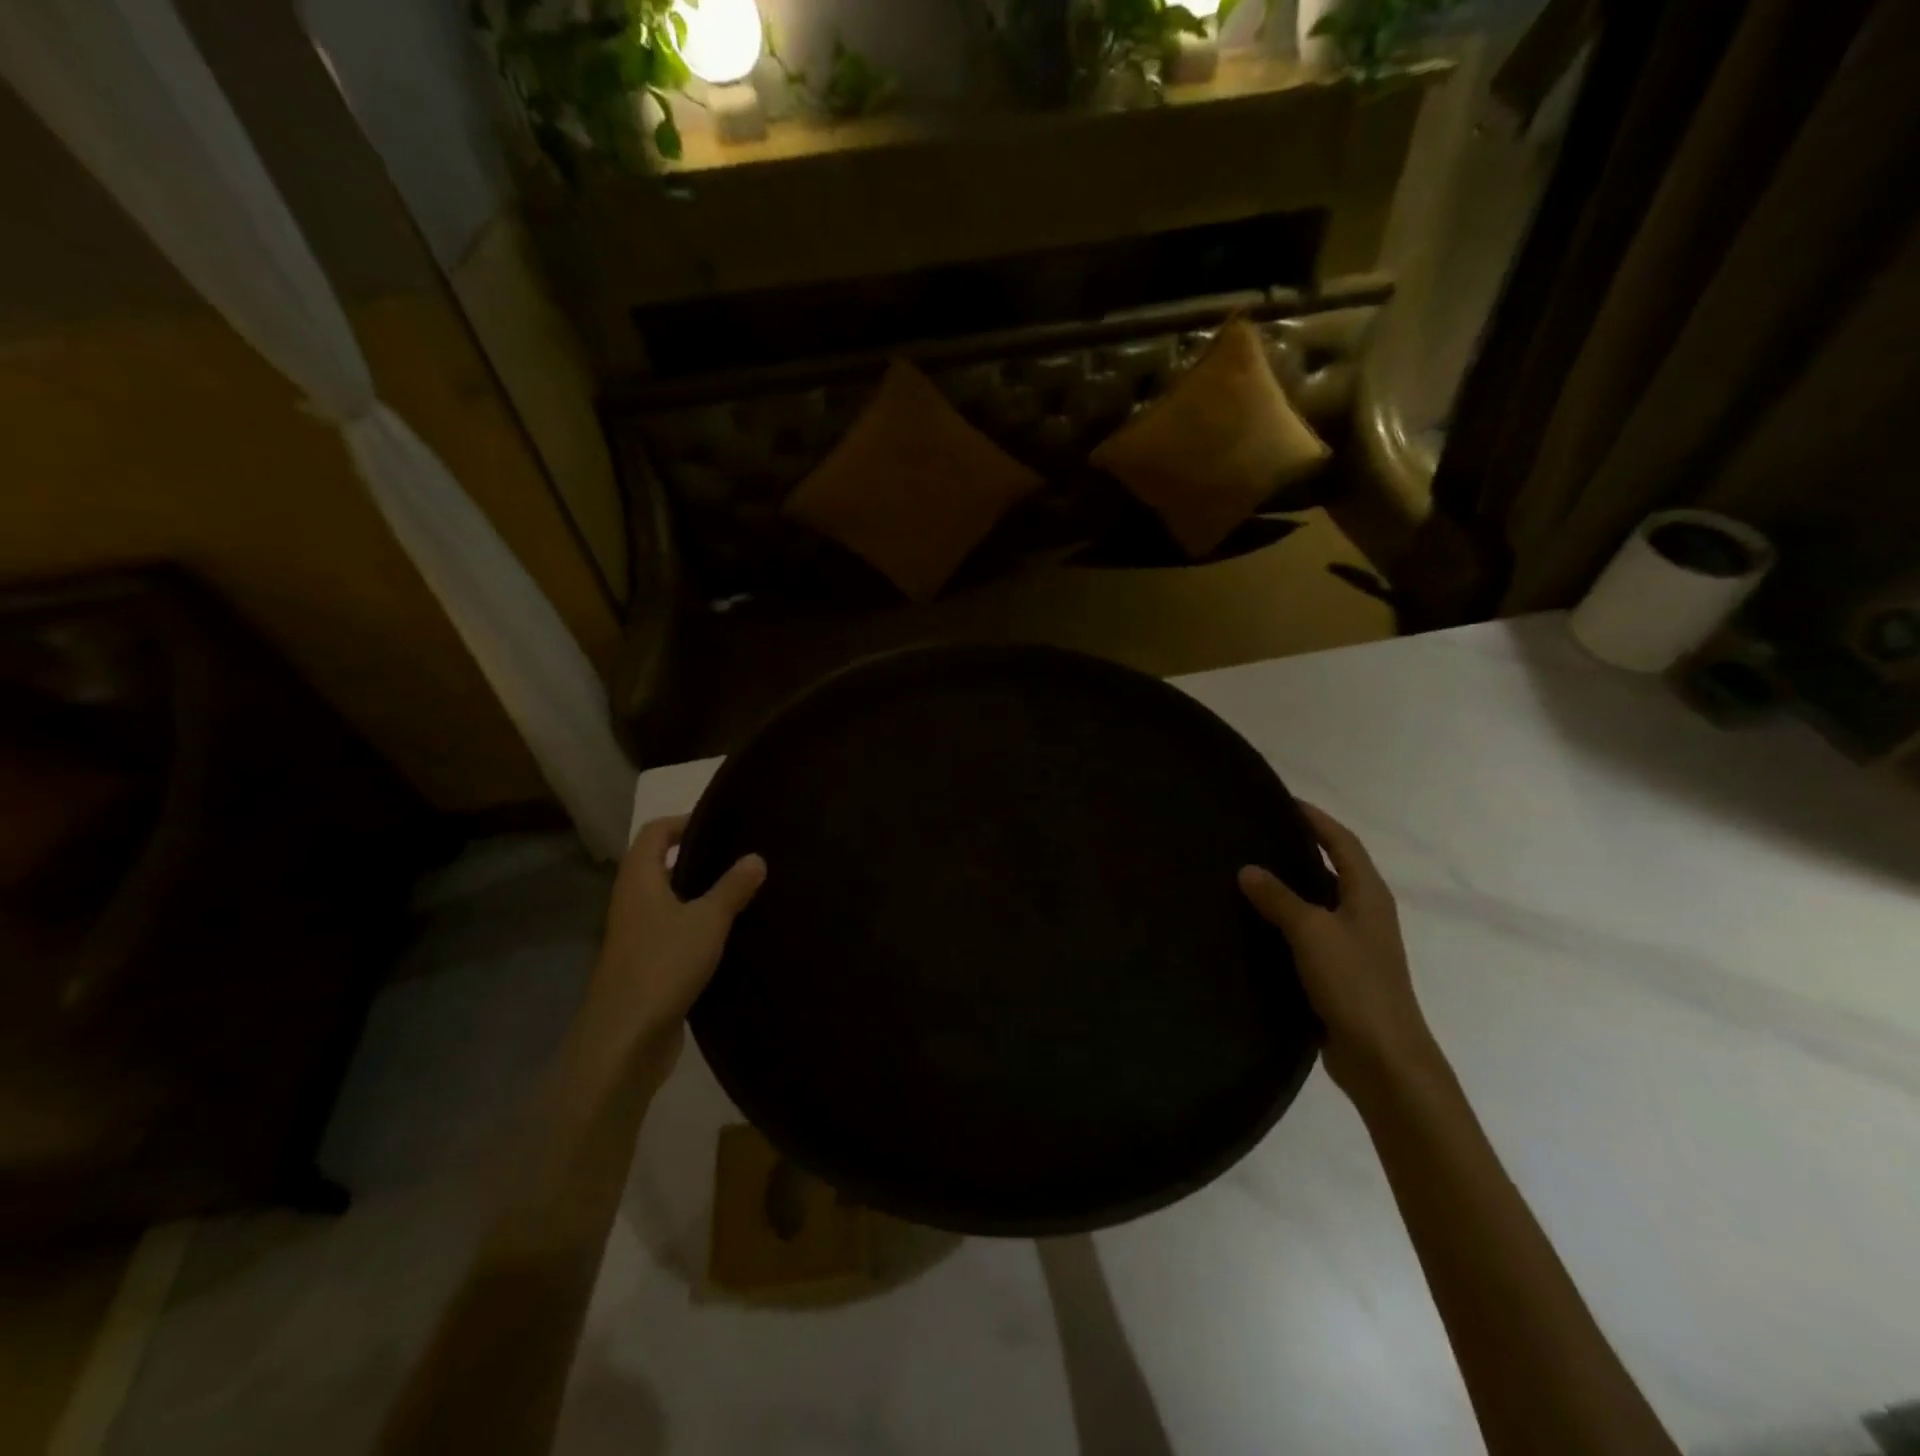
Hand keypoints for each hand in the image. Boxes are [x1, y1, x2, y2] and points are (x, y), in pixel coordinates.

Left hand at [589, 816, 765, 1072]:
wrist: (626, 1039)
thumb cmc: (664, 966)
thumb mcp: (707, 920)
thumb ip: (732, 887)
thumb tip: (756, 857)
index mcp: (639, 880)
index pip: (656, 832)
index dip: (685, 821)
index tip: (722, 824)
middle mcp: (632, 902)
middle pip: (660, 864)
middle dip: (697, 855)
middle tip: (739, 854)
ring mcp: (637, 935)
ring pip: (669, 899)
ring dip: (699, 892)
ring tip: (742, 889)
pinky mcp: (647, 964)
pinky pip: (674, 929)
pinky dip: (697, 923)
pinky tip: (728, 932)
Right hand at [1238, 803, 1437, 1095]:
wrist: (1383, 1057)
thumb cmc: (1354, 984)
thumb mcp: (1312, 932)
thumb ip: (1279, 898)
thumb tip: (1247, 869)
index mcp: (1368, 894)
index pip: (1342, 842)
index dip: (1315, 819)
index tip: (1282, 801)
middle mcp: (1364, 913)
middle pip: (1332, 867)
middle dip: (1299, 847)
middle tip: (1256, 834)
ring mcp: (1353, 944)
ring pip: (1318, 901)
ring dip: (1290, 885)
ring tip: (1247, 873)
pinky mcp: (1339, 972)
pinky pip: (1308, 932)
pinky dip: (1285, 920)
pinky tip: (1255, 924)